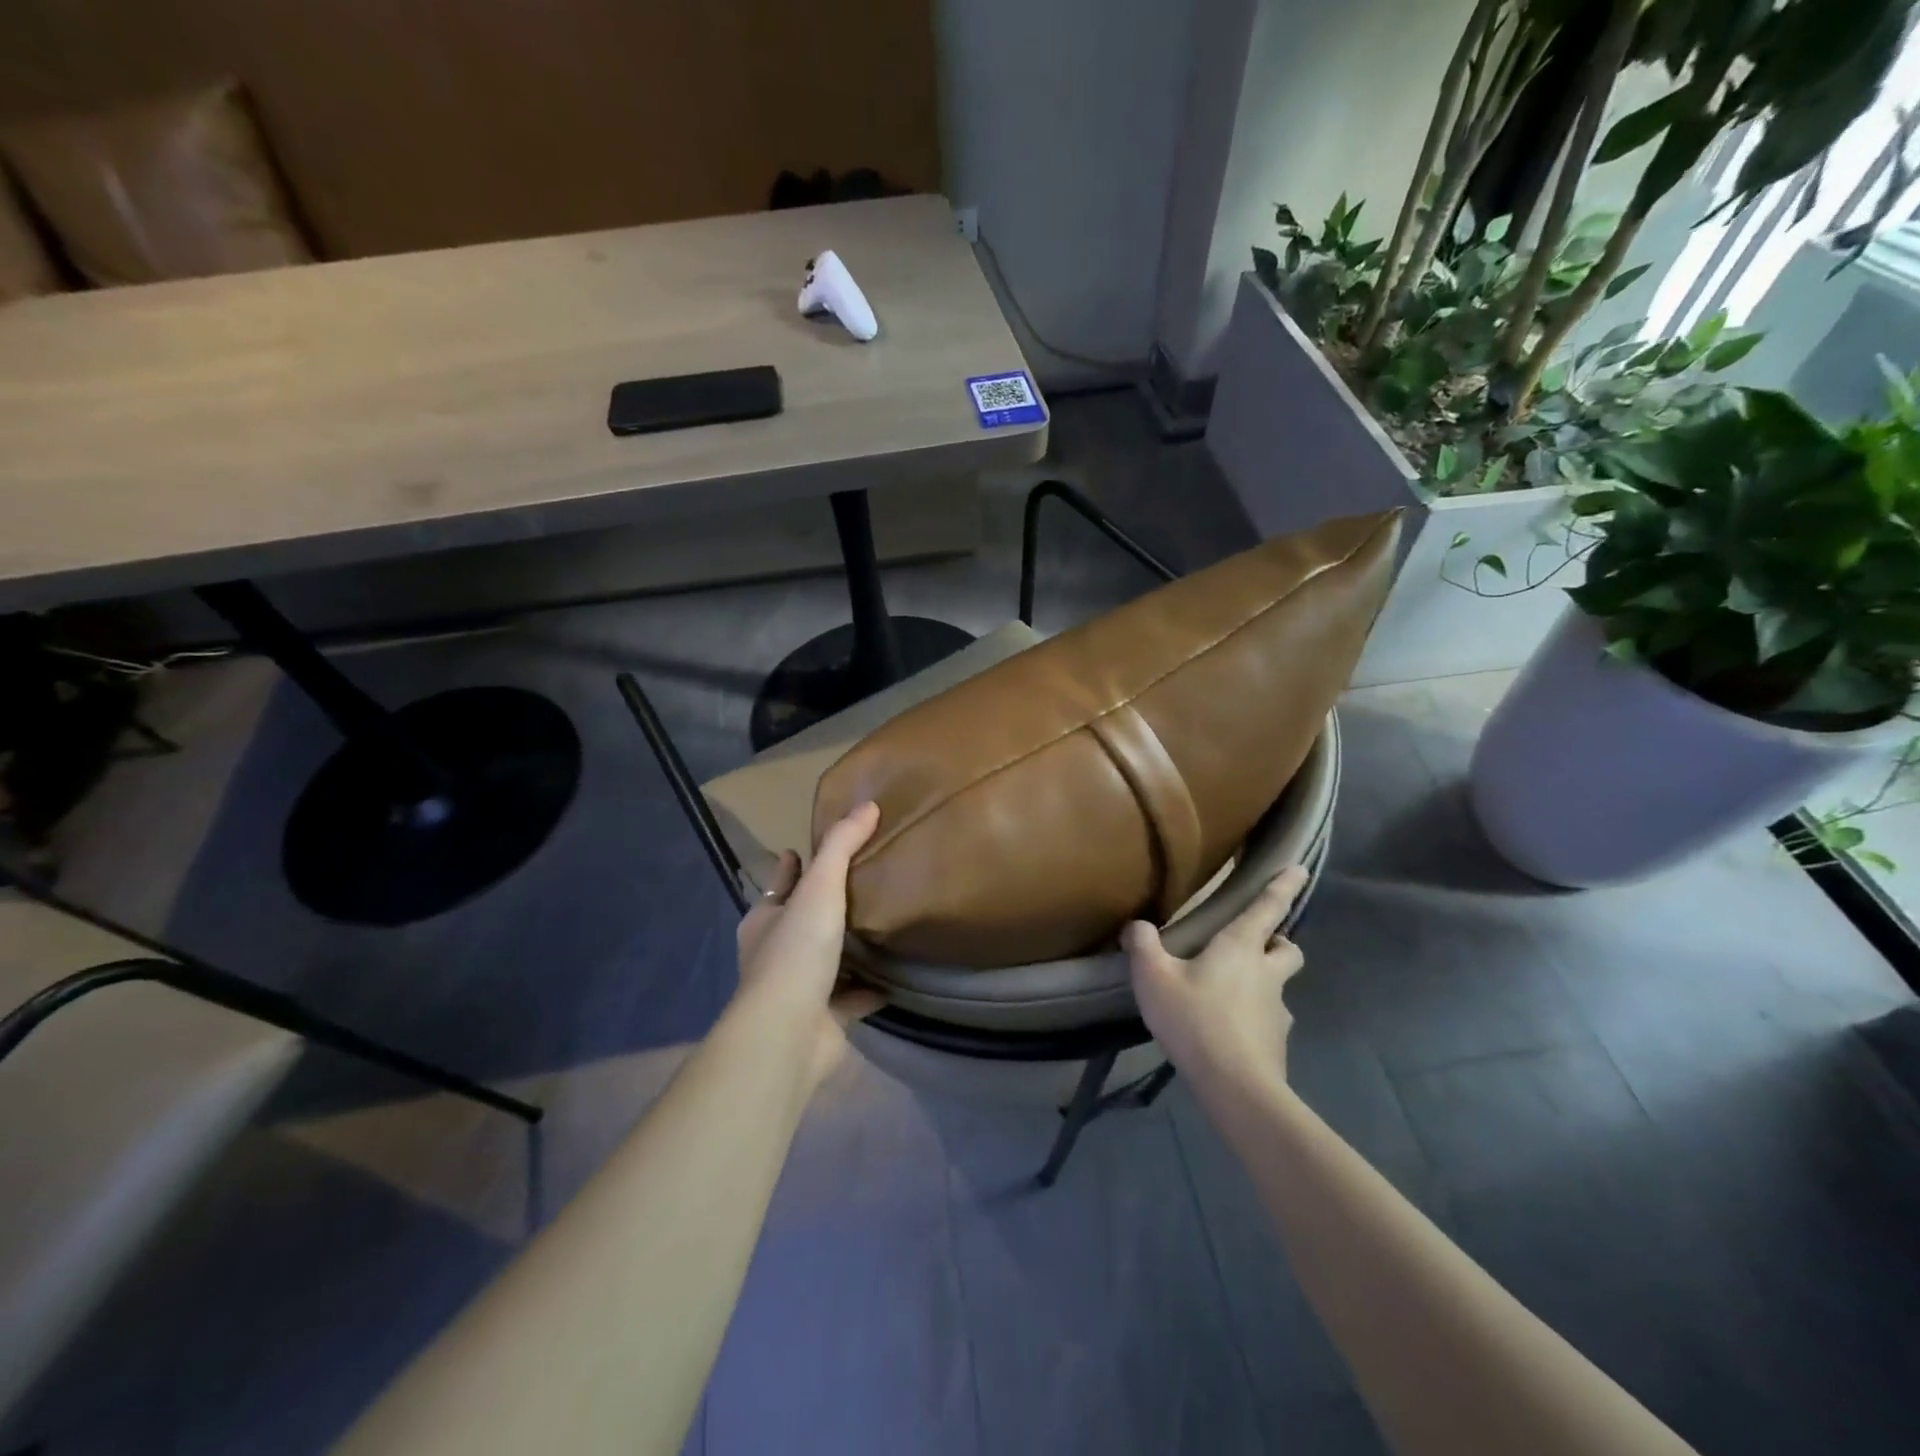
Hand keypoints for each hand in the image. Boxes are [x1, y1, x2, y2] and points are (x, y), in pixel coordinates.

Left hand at [731, 801, 885, 1091]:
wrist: (788, 1034)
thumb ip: (842, 847)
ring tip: (881, 923)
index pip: (779, 884)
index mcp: (766, 921)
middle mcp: (776, 954)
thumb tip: (868, 805)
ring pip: (827, 960)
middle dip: (823, 905)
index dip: (791, 866)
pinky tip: (895, 977)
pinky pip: (852, 998)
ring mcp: (799, 990)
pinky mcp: (824, 1020)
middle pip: (801, 921)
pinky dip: (870, 989)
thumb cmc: (796, 953)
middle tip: (860, 882)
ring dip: (847, 948)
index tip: (804, 849)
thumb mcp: (819, 888)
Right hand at [1123, 866, 1308, 1096]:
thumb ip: (1143, 945)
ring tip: (1227, 995)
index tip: (1300, 869)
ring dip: (1263, 982)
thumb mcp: (1154, 978)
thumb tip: (1136, 926)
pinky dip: (1254, 1018)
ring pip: (1279, 986)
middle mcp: (1266, 973)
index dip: (1283, 886)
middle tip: (1254, 945)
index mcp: (1240, 947)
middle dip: (1278, 942)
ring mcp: (1277, 1010)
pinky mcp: (1277, 1042)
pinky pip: (1268, 1020)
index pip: (1268, 908)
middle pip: (1288, 948)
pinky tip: (1227, 1031)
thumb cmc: (1195, 1019)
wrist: (1235, 1086)